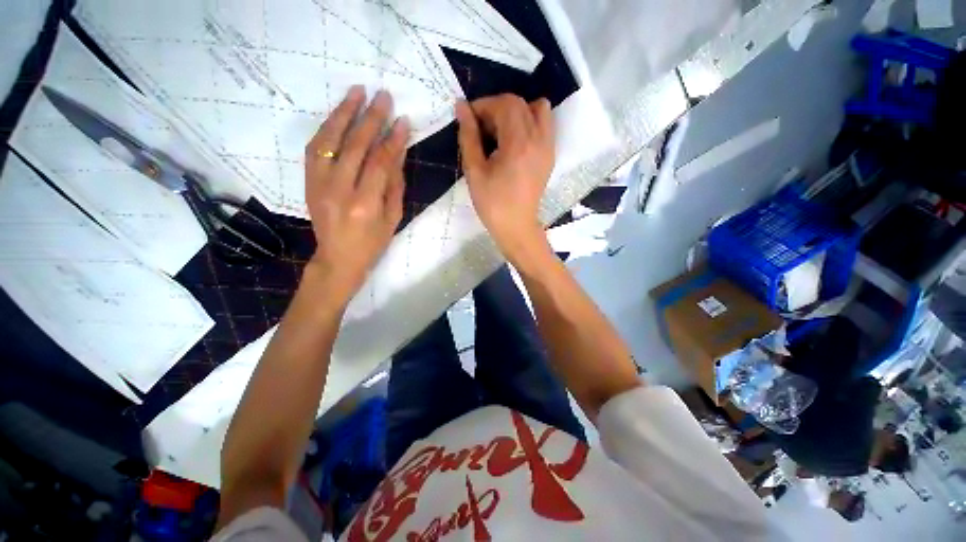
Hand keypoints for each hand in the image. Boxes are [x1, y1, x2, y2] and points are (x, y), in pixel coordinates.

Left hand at [304, 87, 409, 303]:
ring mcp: (319, 184)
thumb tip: (398, 152)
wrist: (338, 257)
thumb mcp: (393, 217)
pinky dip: (327, 128)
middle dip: (371, 118)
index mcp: (365, 204)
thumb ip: (395, 184)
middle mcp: (339, 190)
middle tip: (383, 96)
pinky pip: (314, 147)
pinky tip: (338, 115)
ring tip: (356, 92)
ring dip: (343, 113)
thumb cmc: (373, 242)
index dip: (393, 139)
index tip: (403, 120)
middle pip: (355, 146)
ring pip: (329, 140)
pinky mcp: (308, 181)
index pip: (380, 162)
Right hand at [456, 95, 554, 259]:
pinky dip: (529, 122)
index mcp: (518, 143)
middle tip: (481, 128)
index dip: (483, 105)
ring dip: (516, 112)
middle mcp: (538, 139)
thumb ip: (468, 136)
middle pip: (520, 104)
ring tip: (500, 132)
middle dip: (497, 108)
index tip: (469, 119)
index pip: (504, 104)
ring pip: (537, 109)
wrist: (516, 226)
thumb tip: (461, 107)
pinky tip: (514, 141)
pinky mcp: (550, 155)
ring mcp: (548, 146)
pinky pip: (545, 124)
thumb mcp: (474, 171)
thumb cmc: (492, 204)